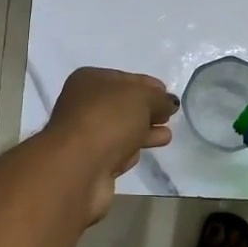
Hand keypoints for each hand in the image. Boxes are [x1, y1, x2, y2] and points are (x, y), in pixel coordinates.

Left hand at [42, 68, 177, 222]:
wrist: (78, 168)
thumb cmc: (108, 120)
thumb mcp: (141, 98)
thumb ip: (159, 98)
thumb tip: (169, 102)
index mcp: (89, 80)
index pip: (125, 78)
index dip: (148, 85)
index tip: (167, 93)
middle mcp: (83, 105)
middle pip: (123, 105)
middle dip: (147, 109)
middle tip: (169, 115)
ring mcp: (86, 135)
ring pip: (121, 129)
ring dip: (144, 130)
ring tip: (167, 135)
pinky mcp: (91, 162)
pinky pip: (118, 150)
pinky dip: (133, 149)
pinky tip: (148, 150)